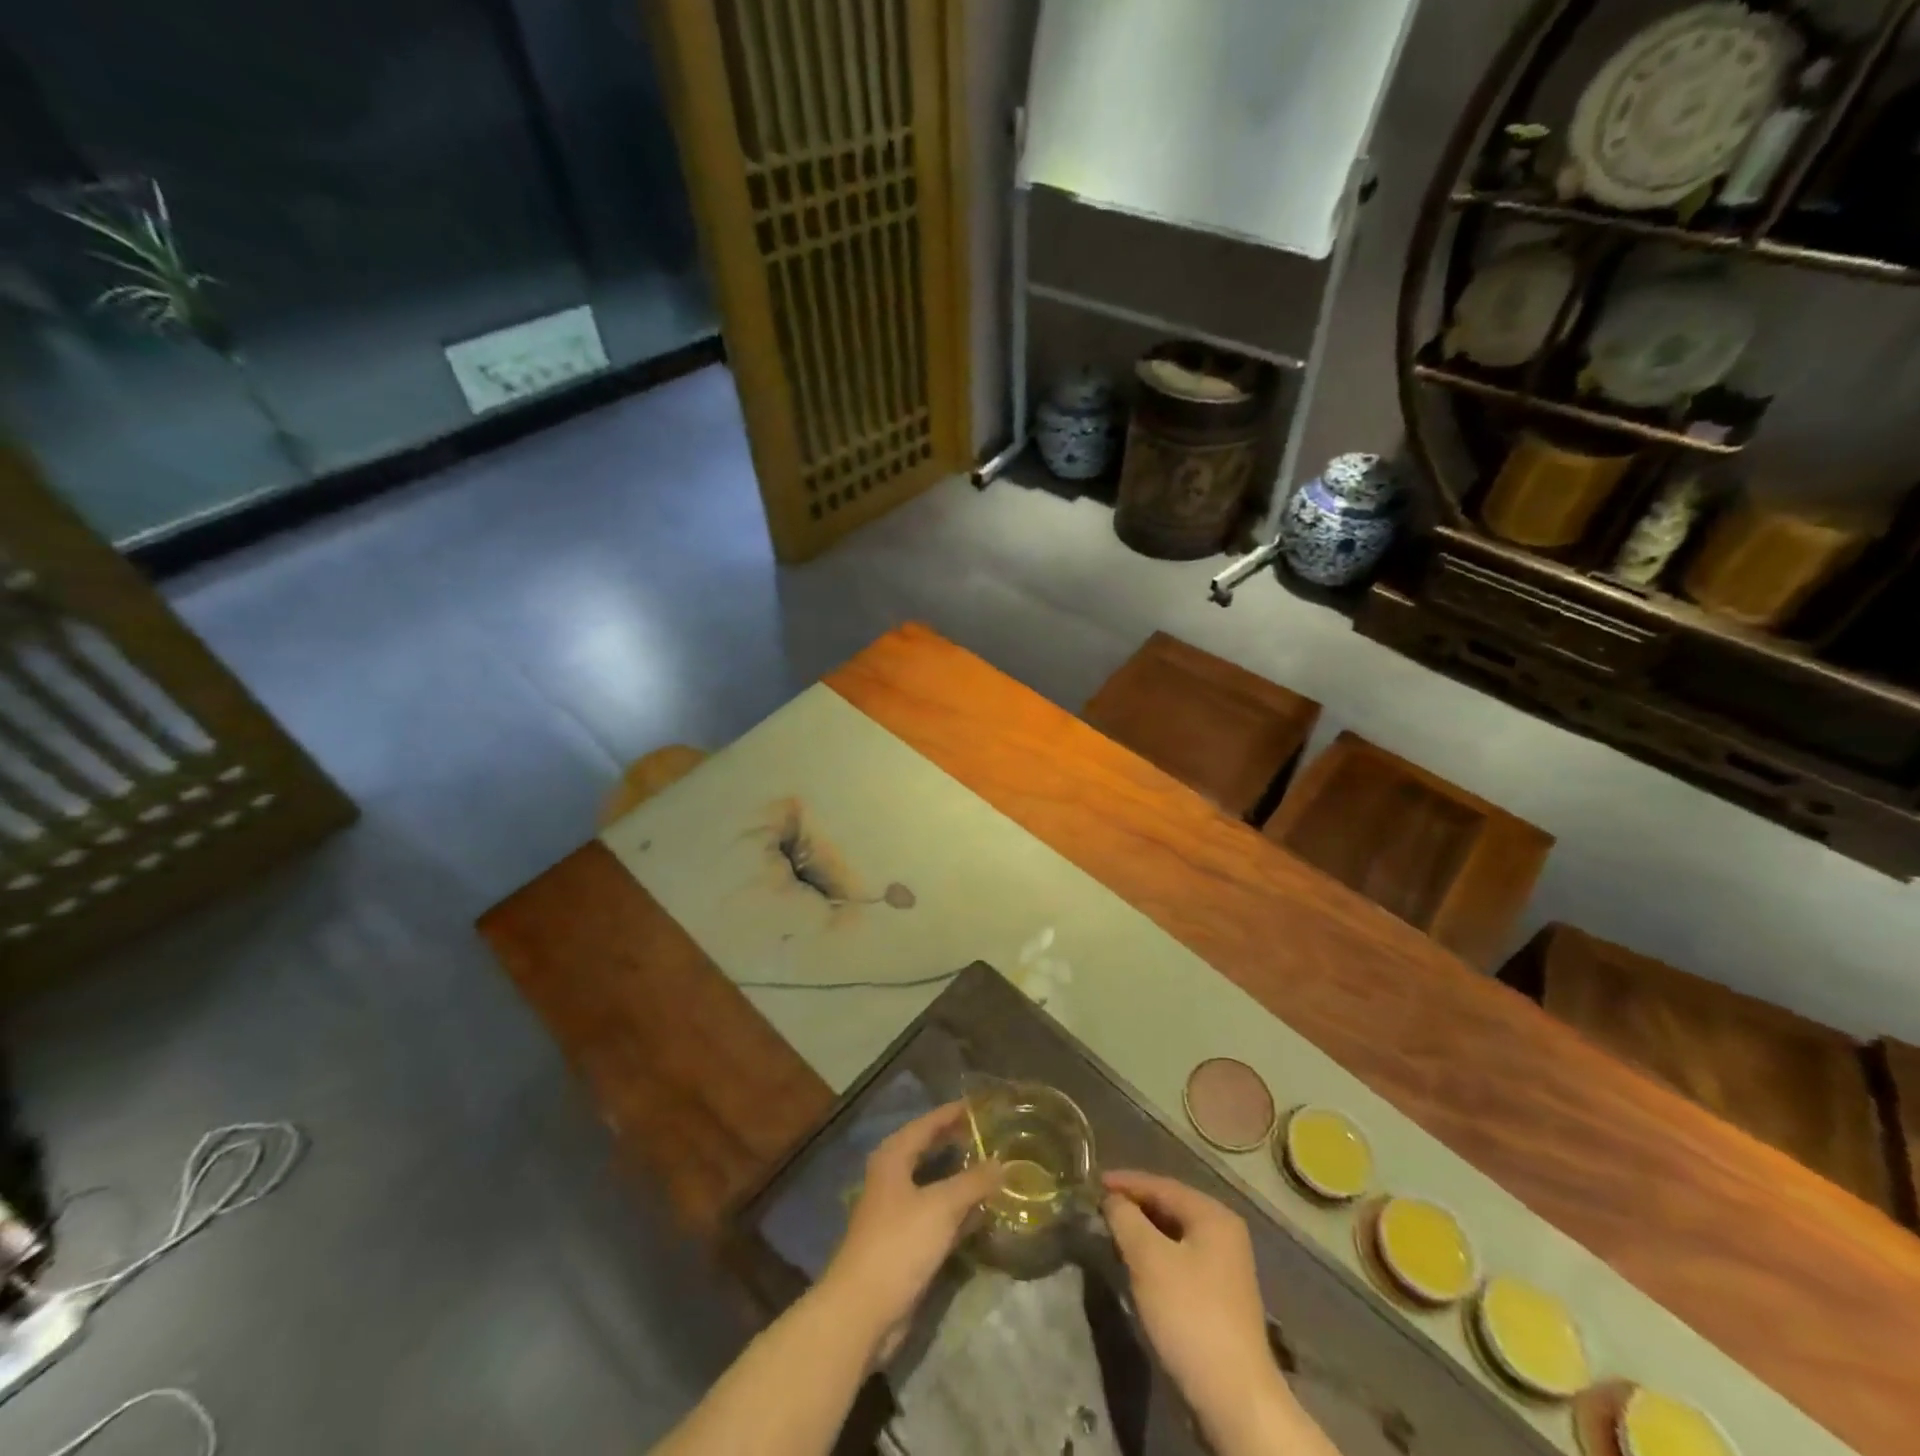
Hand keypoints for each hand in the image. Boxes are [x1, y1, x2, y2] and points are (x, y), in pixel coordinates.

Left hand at [819, 1101, 1001, 1361]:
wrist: (863, 1310)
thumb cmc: (899, 1243)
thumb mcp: (942, 1206)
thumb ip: (974, 1182)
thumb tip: (1003, 1163)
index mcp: (894, 1157)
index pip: (927, 1124)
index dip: (953, 1113)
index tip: (981, 1104)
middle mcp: (893, 1177)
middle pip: (929, 1151)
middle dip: (958, 1143)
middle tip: (991, 1135)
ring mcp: (897, 1212)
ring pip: (935, 1185)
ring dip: (961, 1179)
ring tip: (994, 1169)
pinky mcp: (905, 1243)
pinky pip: (937, 1215)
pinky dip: (958, 1211)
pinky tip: (983, 1213)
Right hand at [1103, 1171, 1282, 1416]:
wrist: (1234, 1398)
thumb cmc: (1190, 1315)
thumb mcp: (1149, 1260)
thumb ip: (1126, 1219)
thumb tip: (1112, 1199)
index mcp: (1213, 1216)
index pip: (1161, 1185)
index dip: (1125, 1182)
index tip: (1094, 1183)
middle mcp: (1224, 1233)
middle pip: (1170, 1206)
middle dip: (1134, 1205)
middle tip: (1100, 1206)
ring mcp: (1225, 1267)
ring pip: (1174, 1234)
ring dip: (1143, 1231)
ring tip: (1112, 1231)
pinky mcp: (1219, 1296)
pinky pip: (1180, 1258)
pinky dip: (1156, 1254)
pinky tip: (1137, 1264)